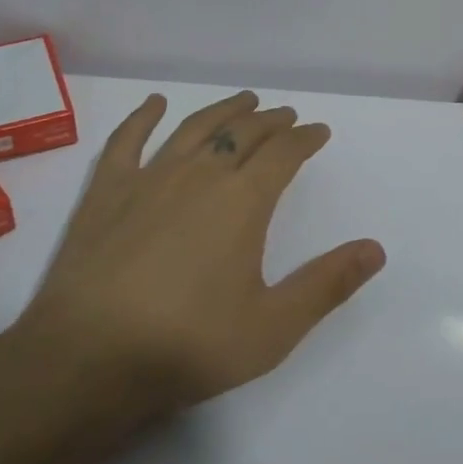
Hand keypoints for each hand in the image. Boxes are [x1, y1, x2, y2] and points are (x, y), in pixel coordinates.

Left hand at [9, 90, 385, 428]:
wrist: (86, 362)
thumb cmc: (187, 346)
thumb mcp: (272, 327)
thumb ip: (327, 284)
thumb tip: (376, 248)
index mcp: (243, 201)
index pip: (284, 153)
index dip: (306, 138)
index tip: (319, 132)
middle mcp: (200, 175)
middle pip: (243, 134)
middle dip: (271, 121)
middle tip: (286, 116)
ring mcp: (149, 178)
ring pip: (194, 128)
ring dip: (224, 110)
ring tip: (243, 100)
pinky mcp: (106, 193)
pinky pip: (127, 141)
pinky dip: (143, 117)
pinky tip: (155, 104)